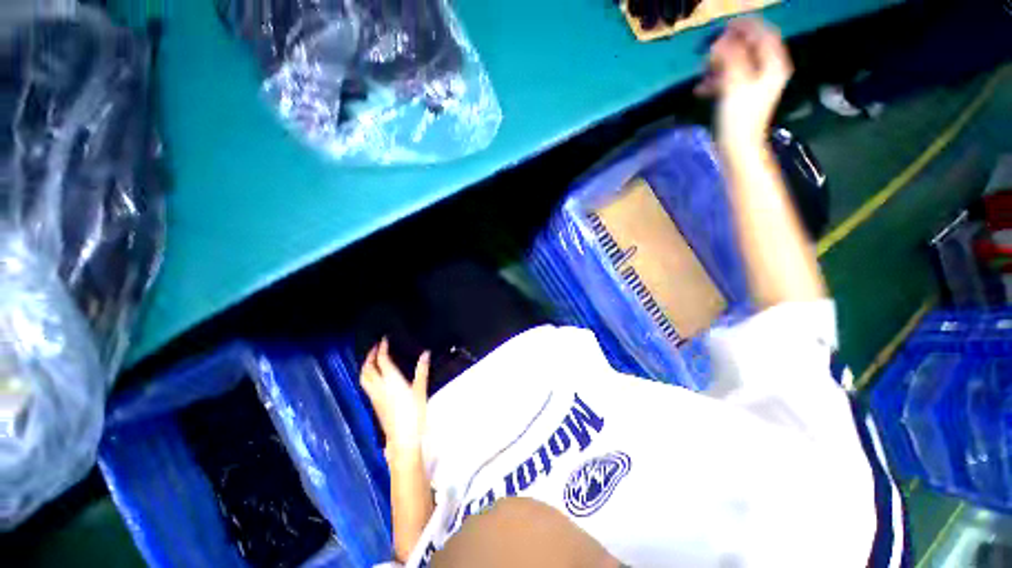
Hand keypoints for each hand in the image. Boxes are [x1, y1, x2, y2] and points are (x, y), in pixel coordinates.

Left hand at [360, 338, 430, 455]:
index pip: (382, 360)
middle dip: (369, 356)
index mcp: (391, 381)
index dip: (381, 349)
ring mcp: (375, 396)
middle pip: (367, 369)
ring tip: (372, 360)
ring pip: (364, 378)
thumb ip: (422, 370)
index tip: (384, 340)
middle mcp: (379, 387)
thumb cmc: (414, 413)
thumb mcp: (421, 390)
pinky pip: (366, 385)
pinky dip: (368, 376)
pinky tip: (375, 376)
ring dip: (366, 366)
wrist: (402, 438)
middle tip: (375, 347)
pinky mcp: (375, 404)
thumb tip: (425, 353)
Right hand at [695, 18, 792, 147]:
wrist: (738, 146)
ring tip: (703, 71)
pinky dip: (717, 80)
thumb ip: (730, 57)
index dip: (745, 26)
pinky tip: (702, 88)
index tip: (724, 26)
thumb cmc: (740, 115)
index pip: (763, 33)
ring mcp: (756, 84)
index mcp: (773, 63)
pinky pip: (731, 79)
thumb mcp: (735, 82)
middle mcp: (768, 70)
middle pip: (750, 47)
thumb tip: (721, 40)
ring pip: (738, 63)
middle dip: (729, 47)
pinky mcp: (744, 96)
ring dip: (719, 64)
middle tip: (710, 50)